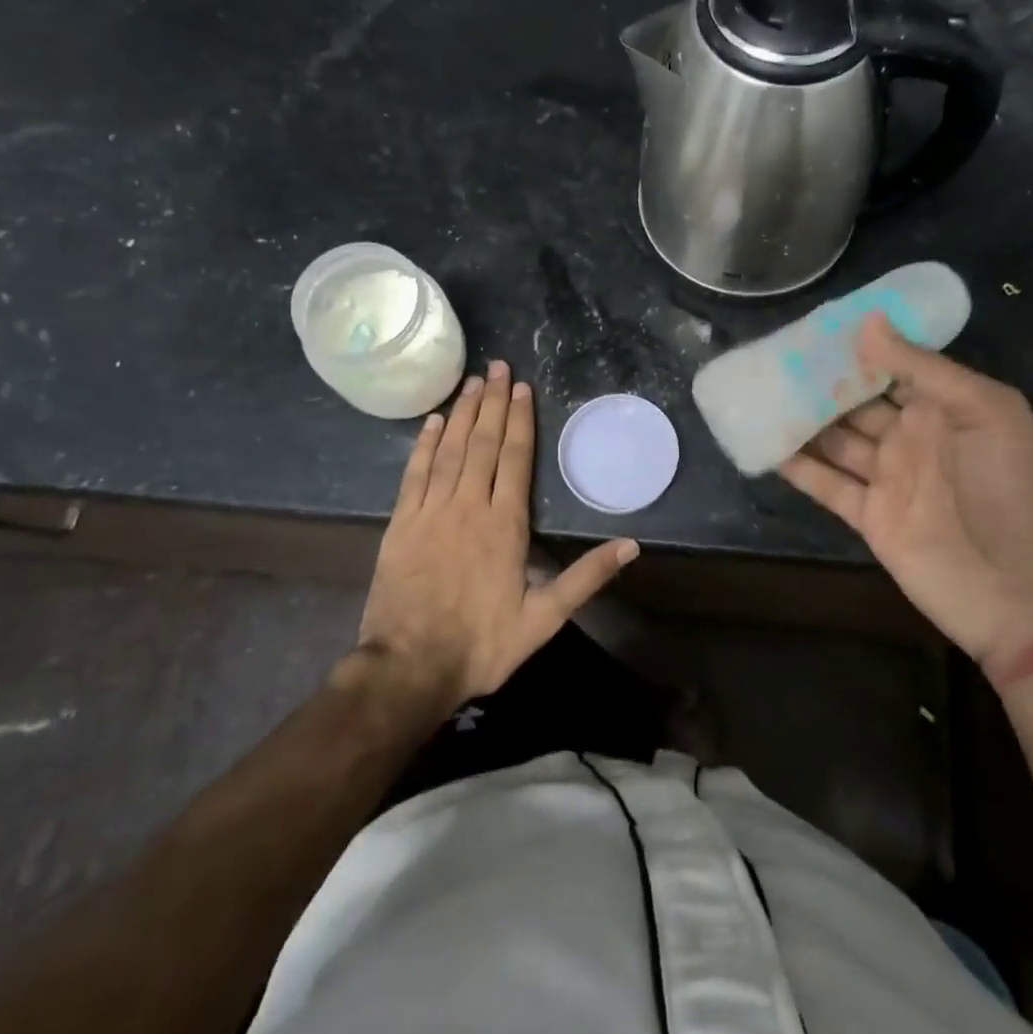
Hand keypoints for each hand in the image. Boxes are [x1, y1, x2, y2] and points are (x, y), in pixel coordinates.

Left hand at [349, 360, 638, 704]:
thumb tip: (632, 545)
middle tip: (496, 366)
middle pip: (482, 443)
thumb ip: (586, 577)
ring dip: (462, 412)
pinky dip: (423, 444)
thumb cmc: (482, 644)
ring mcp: (431, 511)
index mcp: (505, 524)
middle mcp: (469, 506)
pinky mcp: (401, 524)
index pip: (514, 458)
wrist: (409, 667)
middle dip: (492, 402)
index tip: (522, 387)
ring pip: (449, 450)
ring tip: (471, 381)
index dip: (519, 419)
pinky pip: (414, 473)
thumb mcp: (544, 619)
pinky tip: (432, 421)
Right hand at [778, 315, 1032, 672]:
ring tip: (760, 391)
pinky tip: (765, 444)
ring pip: (836, 439)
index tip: (814, 327)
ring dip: (803, 419)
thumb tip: (867, 323)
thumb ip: (924, 368)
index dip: (858, 348)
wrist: (1025, 594)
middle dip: (821, 380)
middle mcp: (913, 437)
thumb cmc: (1014, 490)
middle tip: (774, 356)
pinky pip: (827, 485)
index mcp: (945, 407)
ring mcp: (889, 478)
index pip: (893, 367)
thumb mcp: (986, 411)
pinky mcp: (870, 516)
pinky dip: (798, 468)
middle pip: (857, 402)